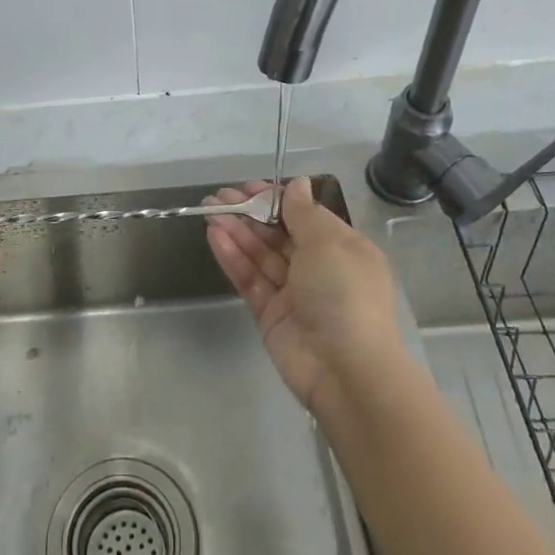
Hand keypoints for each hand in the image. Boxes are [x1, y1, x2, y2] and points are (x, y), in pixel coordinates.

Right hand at [204, 176, 408, 418]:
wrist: (345, 371)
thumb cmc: (343, 293)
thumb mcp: (327, 243)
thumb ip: (303, 212)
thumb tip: (298, 183)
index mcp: (343, 248)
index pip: (305, 216)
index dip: (276, 199)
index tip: (249, 186)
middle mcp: (319, 268)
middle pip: (278, 233)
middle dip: (250, 213)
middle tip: (219, 196)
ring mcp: (293, 293)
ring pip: (260, 254)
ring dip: (236, 230)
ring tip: (208, 209)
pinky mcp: (270, 314)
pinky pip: (250, 278)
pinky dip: (232, 256)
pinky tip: (214, 234)